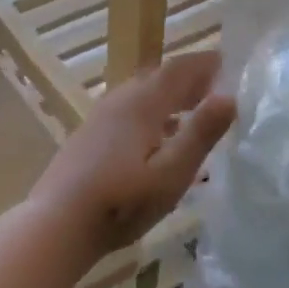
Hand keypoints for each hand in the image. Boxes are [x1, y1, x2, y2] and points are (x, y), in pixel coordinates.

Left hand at [29, 53, 234, 258]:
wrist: (57, 223)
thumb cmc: (121, 202)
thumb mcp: (171, 173)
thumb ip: (200, 134)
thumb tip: (230, 95)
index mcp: (141, 103)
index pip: (178, 69)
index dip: (205, 64)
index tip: (231, 64)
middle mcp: (119, 102)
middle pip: (158, 79)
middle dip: (189, 81)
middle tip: (218, 90)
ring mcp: (100, 119)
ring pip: (141, 96)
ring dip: (170, 98)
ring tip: (194, 112)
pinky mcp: (89, 138)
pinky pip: (128, 113)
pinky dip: (152, 115)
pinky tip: (158, 140)